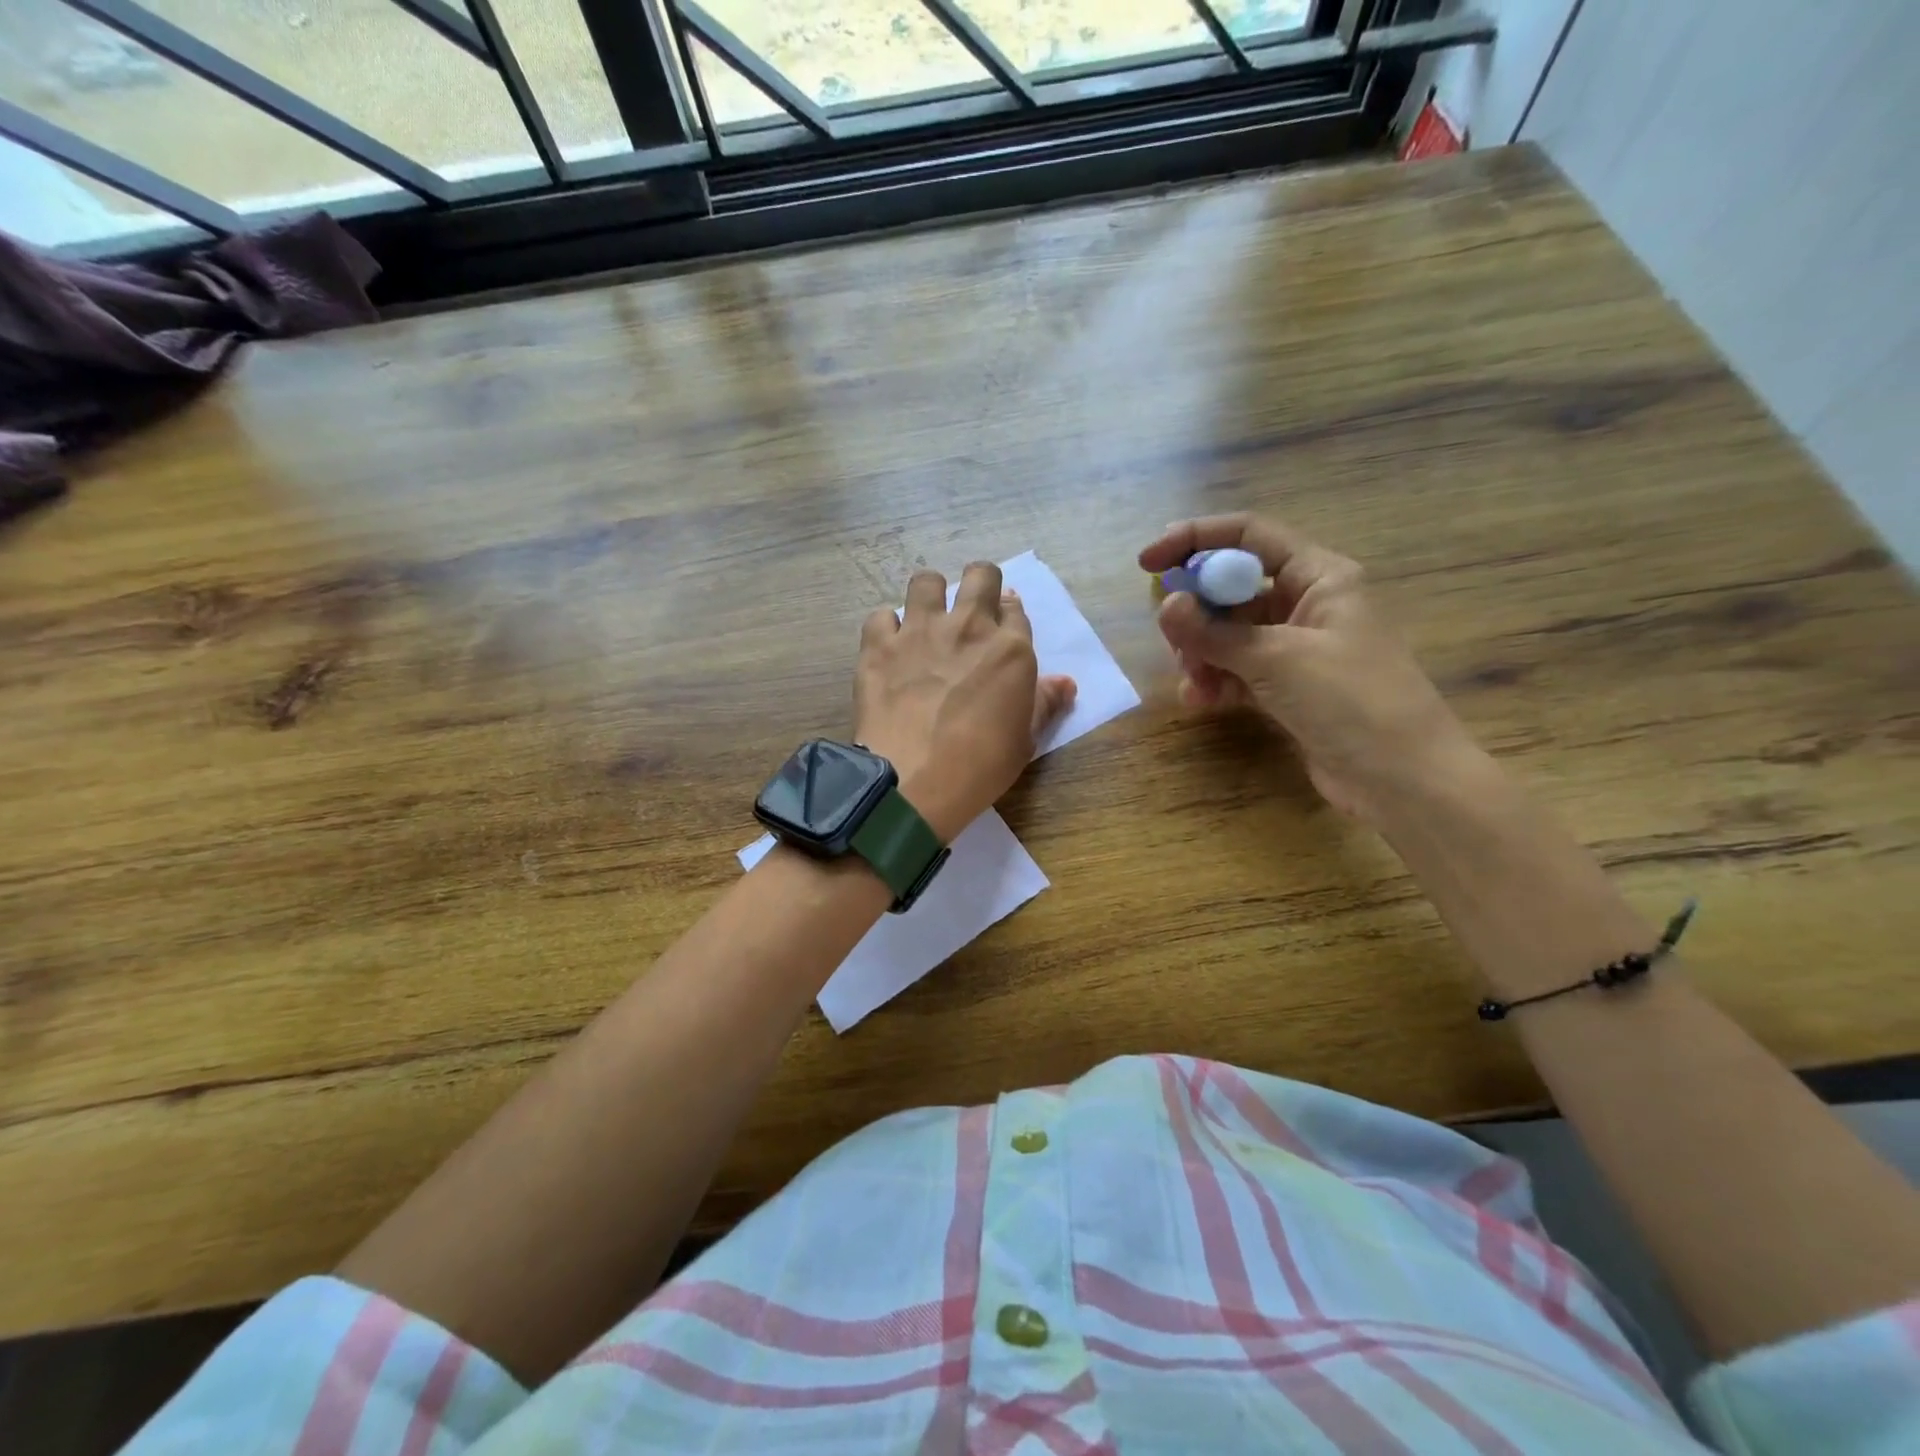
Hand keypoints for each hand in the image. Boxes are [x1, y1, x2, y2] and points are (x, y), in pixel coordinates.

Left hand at [854, 563, 1075, 840]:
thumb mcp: (1024, 739)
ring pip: (925, 581)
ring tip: (926, 619)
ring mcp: (919, 632)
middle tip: (971, 610)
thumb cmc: (981, 765)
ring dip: (929, 594)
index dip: (1010, 615)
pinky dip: (886, 628)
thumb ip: (1044, 703)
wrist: (914, 779)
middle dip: (980, 583)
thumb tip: (1066, 683)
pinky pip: (881, 616)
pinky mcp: (879, 646)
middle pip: (980, 576)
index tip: (1002, 627)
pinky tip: (888, 647)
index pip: (1016, 610)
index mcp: (1010, 649)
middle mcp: (967, 627)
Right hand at [1139, 515, 1475, 822]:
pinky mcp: (1289, 687)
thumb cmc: (1351, 700)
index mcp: (1319, 576)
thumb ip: (1215, 633)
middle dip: (1196, 613)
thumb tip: (1166, 605)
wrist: (1403, 779)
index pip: (1248, 536)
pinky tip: (1201, 701)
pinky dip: (1216, 681)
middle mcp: (1307, 604)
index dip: (1195, 539)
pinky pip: (1239, 670)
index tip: (1147, 563)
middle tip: (1173, 641)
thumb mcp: (1278, 659)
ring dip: (1202, 654)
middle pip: (1233, 588)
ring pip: (1230, 634)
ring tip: (1193, 682)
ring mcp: (1297, 648)